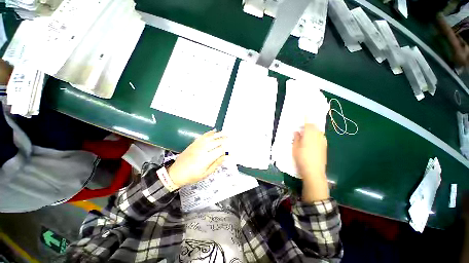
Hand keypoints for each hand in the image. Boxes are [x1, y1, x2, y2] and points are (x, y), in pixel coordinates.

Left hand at [168, 130, 226, 187]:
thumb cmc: (192, 176)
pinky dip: (209, 133)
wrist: (176, 173)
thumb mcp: (206, 173)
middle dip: (223, 139)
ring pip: (210, 137)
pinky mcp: (193, 143)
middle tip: (229, 137)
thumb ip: (216, 164)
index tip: (230, 150)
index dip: (226, 149)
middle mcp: (203, 150)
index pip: (220, 150)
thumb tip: (226, 157)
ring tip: (224, 133)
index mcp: (207, 158)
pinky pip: (202, 136)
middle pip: (216, 141)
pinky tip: (213, 131)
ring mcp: (197, 145)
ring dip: (218, 134)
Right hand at [292, 123, 328, 201]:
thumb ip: (296, 138)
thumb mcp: (295, 148)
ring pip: (318, 132)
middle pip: (315, 127)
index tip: (305, 113)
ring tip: (307, 132)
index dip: (307, 118)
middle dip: (309, 124)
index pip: (308, 124)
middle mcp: (318, 137)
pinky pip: (321, 137)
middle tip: (303, 125)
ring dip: (313, 130)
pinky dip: (316, 135)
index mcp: (309, 135)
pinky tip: (312, 140)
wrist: (314, 172)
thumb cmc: (301, 159)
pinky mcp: (325, 147)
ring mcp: (323, 142)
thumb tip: (297, 132)